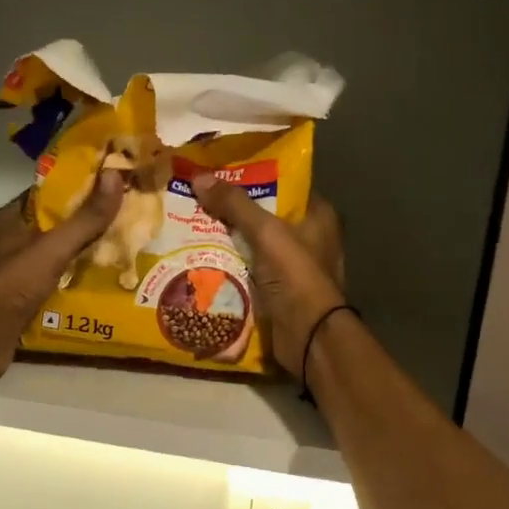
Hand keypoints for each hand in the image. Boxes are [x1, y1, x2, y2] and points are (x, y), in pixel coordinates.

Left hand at [0, 173, 125, 381]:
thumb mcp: (52, 248)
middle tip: (123, 218)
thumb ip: (85, 218)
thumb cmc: (11, 285)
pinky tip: (97, 280)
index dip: (79, 187)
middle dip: (86, 221)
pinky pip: (52, 278)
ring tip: (118, 247)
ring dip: (81, 251)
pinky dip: (72, 277)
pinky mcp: (18, 295)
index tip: (111, 186)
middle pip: (54, 223)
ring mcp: (12, 269)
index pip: (47, 192)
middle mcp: (7, 239)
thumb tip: (115, 175)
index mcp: (8, 218)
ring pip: (54, 252)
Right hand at [194, 176, 346, 380]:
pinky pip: (248, 271)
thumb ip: (235, 204)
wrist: (308, 336)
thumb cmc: (296, 276)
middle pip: (265, 216)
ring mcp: (293, 268)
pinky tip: (201, 258)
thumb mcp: (266, 232)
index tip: (221, 172)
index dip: (255, 177)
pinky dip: (229, 266)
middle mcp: (309, 238)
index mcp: (318, 217)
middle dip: (233, 211)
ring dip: (227, 240)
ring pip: (254, 245)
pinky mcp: (278, 292)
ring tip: (190, 225)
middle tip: (197, 198)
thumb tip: (198, 177)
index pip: (284, 186)